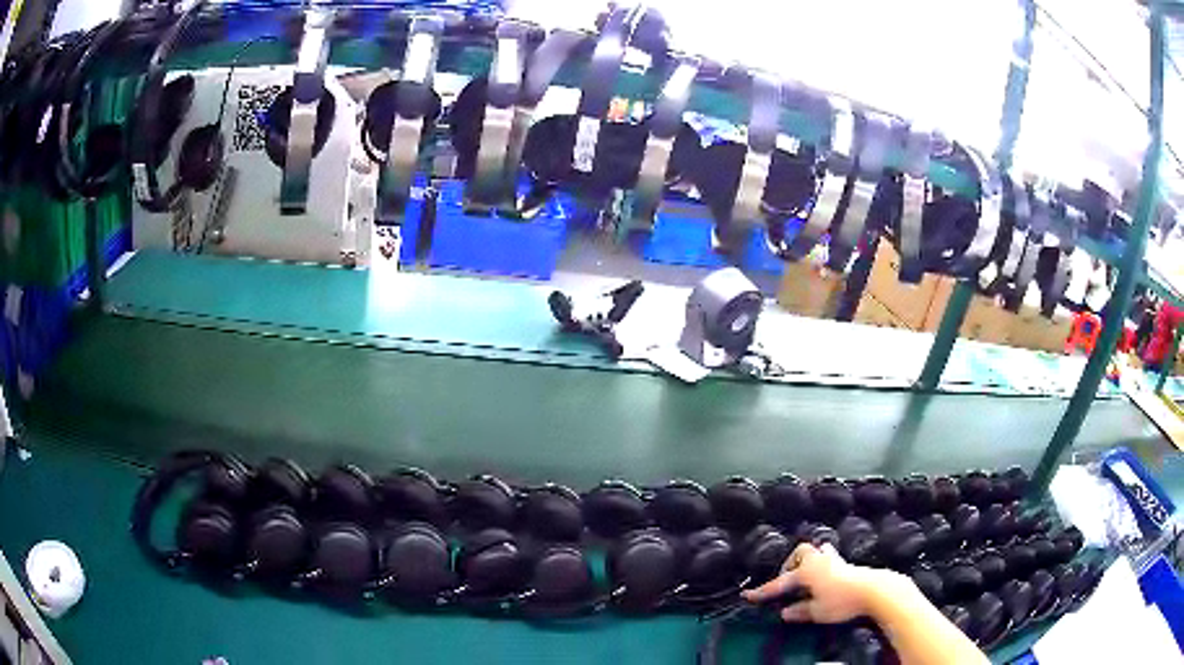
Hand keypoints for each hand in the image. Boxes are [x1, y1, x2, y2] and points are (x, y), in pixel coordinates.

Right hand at [741, 542, 892, 623]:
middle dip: (790, 564)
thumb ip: (799, 611)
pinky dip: (822, 565)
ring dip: (807, 561)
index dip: (762, 592)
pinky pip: (829, 557)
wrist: (873, 589)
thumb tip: (785, 612)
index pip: (779, 584)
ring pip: (816, 550)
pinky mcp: (846, 563)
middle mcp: (817, 560)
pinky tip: (824, 577)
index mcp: (806, 572)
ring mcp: (833, 559)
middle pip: (800, 553)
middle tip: (787, 580)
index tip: (747, 596)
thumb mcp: (817, 612)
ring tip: (805, 575)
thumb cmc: (841, 601)